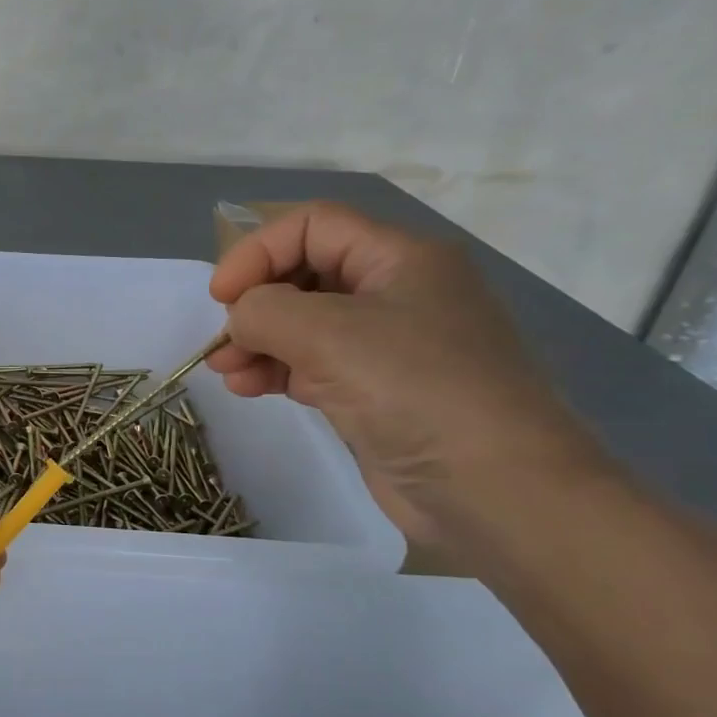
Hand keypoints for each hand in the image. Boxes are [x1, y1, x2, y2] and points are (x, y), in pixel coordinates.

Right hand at [206, 201, 603, 547]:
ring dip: (256, 341)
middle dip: (254, 302)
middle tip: (224, 340)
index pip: (312, 226)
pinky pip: (313, 364)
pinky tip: (248, 388)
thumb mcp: (326, 333)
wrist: (496, 490)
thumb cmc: (414, 389)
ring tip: (225, 372)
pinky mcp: (377, 390)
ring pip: (304, 323)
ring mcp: (389, 345)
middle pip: (305, 273)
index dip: (258, 251)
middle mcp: (396, 292)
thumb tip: (242, 319)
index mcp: (400, 258)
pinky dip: (276, 370)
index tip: (221, 296)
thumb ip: (263, 310)